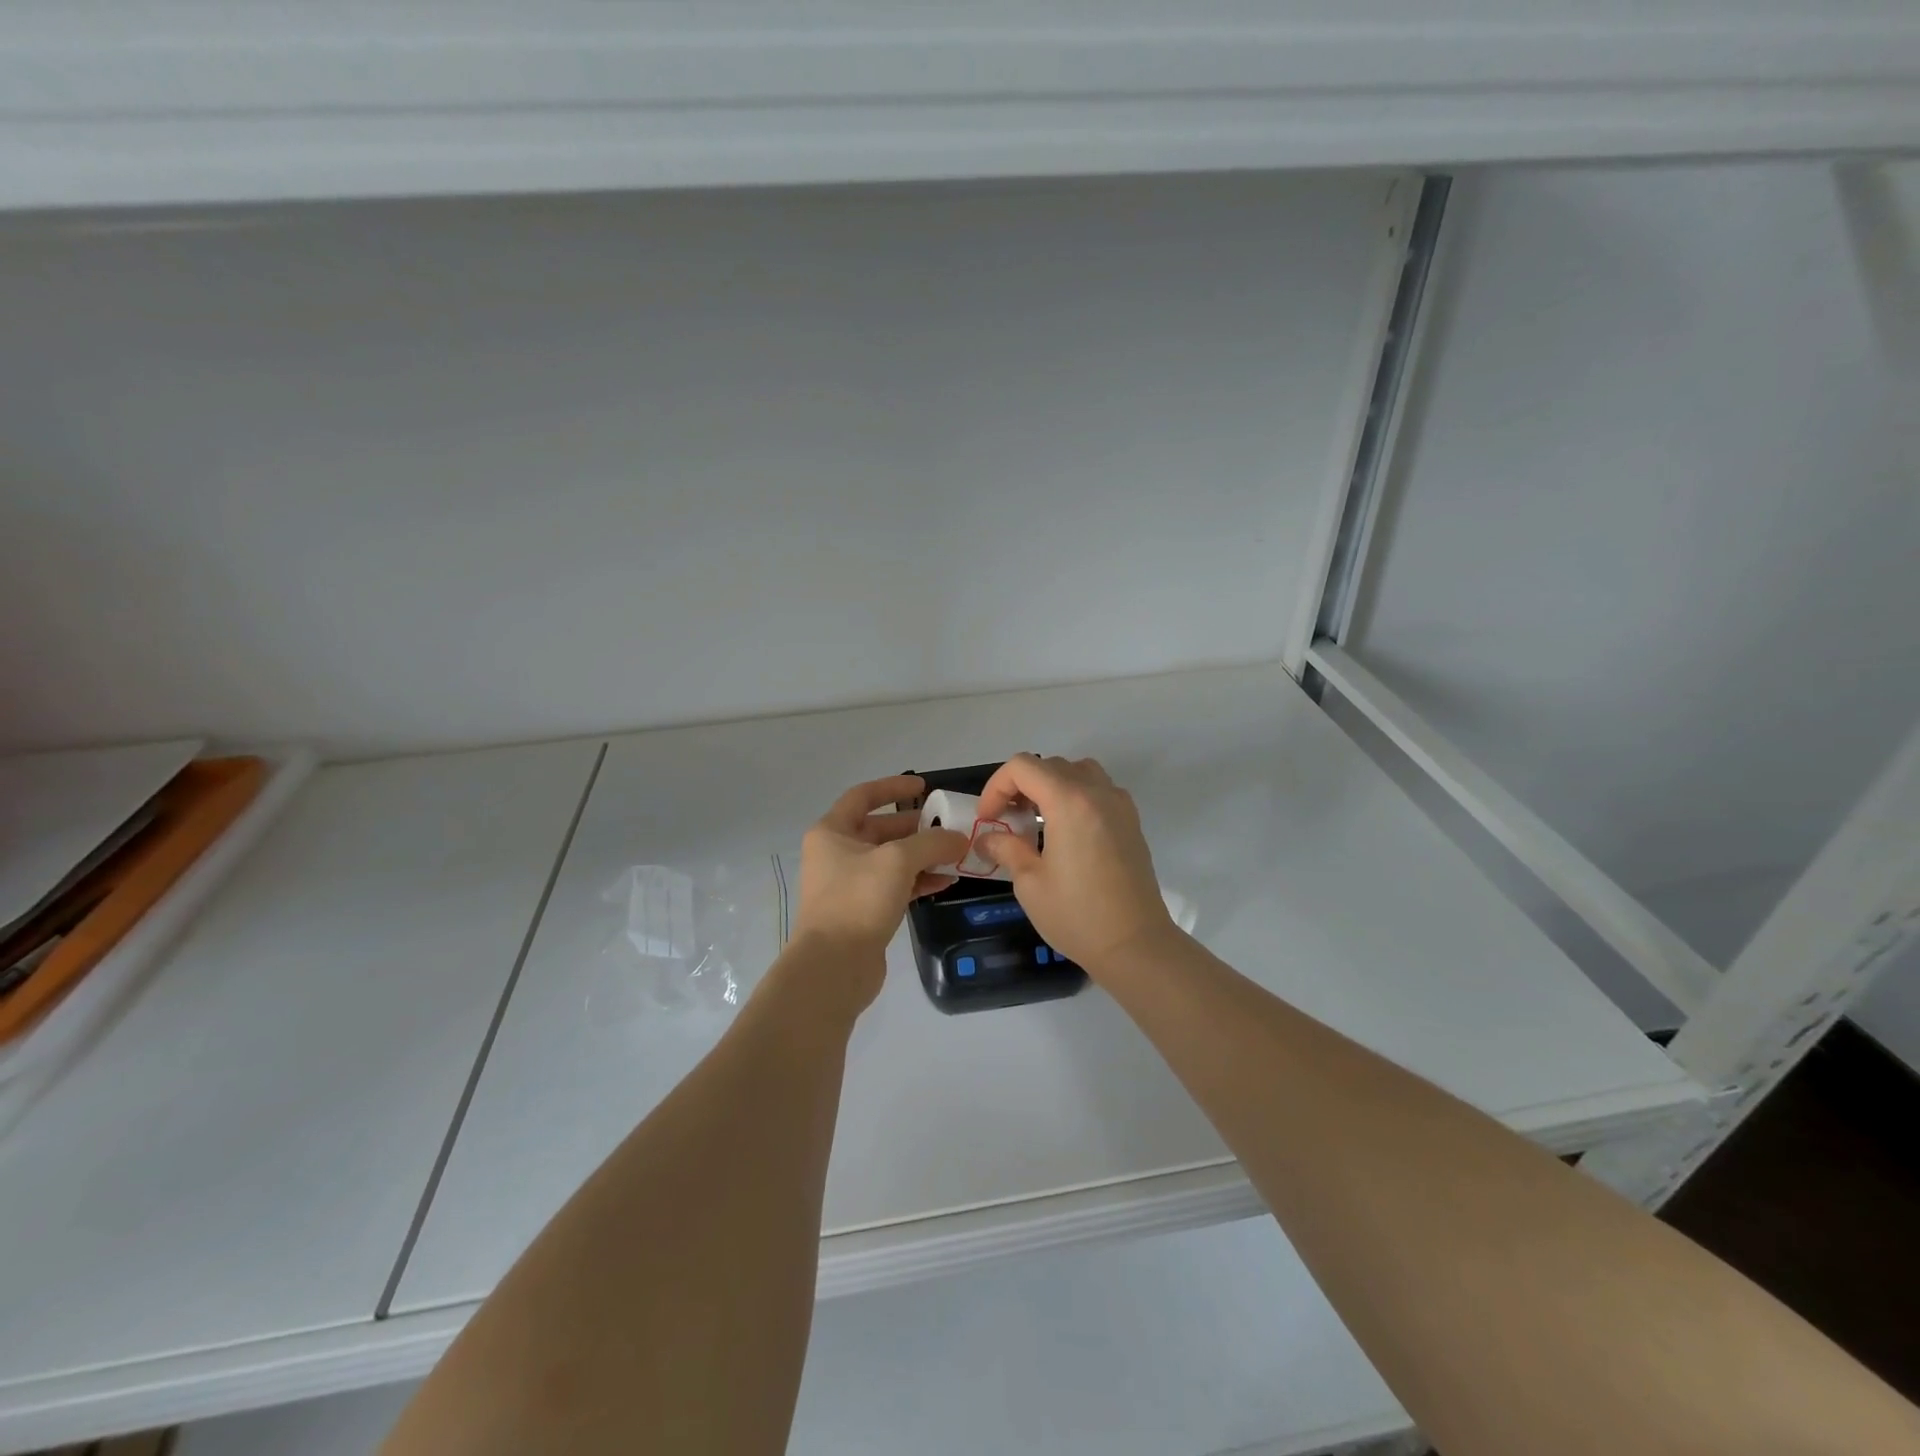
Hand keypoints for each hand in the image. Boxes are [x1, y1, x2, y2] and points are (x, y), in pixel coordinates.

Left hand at [791, 775, 967, 995]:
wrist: (833, 966)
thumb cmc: (858, 900)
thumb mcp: (898, 860)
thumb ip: (932, 842)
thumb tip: (959, 838)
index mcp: (832, 832)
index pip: (864, 796)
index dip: (894, 787)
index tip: (924, 786)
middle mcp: (836, 853)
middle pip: (881, 829)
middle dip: (916, 827)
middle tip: (949, 826)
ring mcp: (849, 884)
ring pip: (891, 860)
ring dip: (922, 856)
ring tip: (955, 855)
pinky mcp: (863, 911)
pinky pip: (894, 886)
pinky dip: (918, 881)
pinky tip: (946, 882)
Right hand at [975, 755, 1179, 971]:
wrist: (1135, 944)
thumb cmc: (1077, 915)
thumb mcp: (1030, 883)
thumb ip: (1006, 849)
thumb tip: (987, 838)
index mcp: (1069, 801)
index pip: (1023, 767)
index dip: (996, 787)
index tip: (988, 819)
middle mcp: (1097, 792)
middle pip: (1050, 765)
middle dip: (1020, 786)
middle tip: (1007, 820)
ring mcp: (1119, 804)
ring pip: (1078, 771)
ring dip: (1051, 785)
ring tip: (1037, 819)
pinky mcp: (1131, 822)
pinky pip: (1098, 790)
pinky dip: (1076, 796)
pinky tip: (1066, 832)